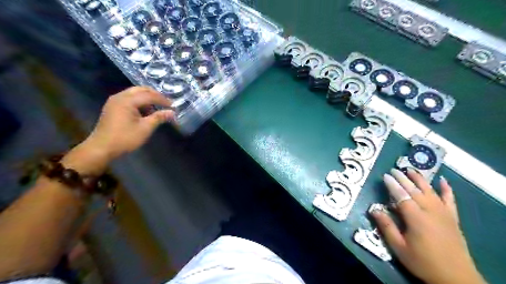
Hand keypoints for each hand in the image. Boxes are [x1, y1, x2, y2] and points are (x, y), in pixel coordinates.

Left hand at [60, 85, 170, 172]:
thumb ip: (159, 118)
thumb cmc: (125, 138)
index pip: (149, 95)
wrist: (101, 148)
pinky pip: (128, 98)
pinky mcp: (112, 107)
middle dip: (154, 95)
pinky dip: (139, 101)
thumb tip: (172, 113)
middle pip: (140, 90)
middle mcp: (119, 97)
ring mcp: (114, 101)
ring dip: (147, 98)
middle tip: (165, 103)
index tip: (173, 106)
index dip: (162, 100)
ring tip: (157, 107)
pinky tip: (145, 111)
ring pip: (134, 93)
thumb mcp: (145, 128)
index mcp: (127, 100)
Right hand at [371, 169, 485, 283]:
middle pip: (415, 191)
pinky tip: (443, 180)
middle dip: (404, 179)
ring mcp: (444, 214)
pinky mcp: (453, 218)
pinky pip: (450, 200)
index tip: (385, 175)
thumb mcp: (399, 248)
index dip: (393, 185)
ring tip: (411, 170)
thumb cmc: (423, 262)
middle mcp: (431, 212)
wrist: (455, 278)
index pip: (402, 196)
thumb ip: (386, 227)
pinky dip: (447, 190)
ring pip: (430, 192)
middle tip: (394, 170)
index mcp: (416, 218)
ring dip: (420, 179)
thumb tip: (374, 209)